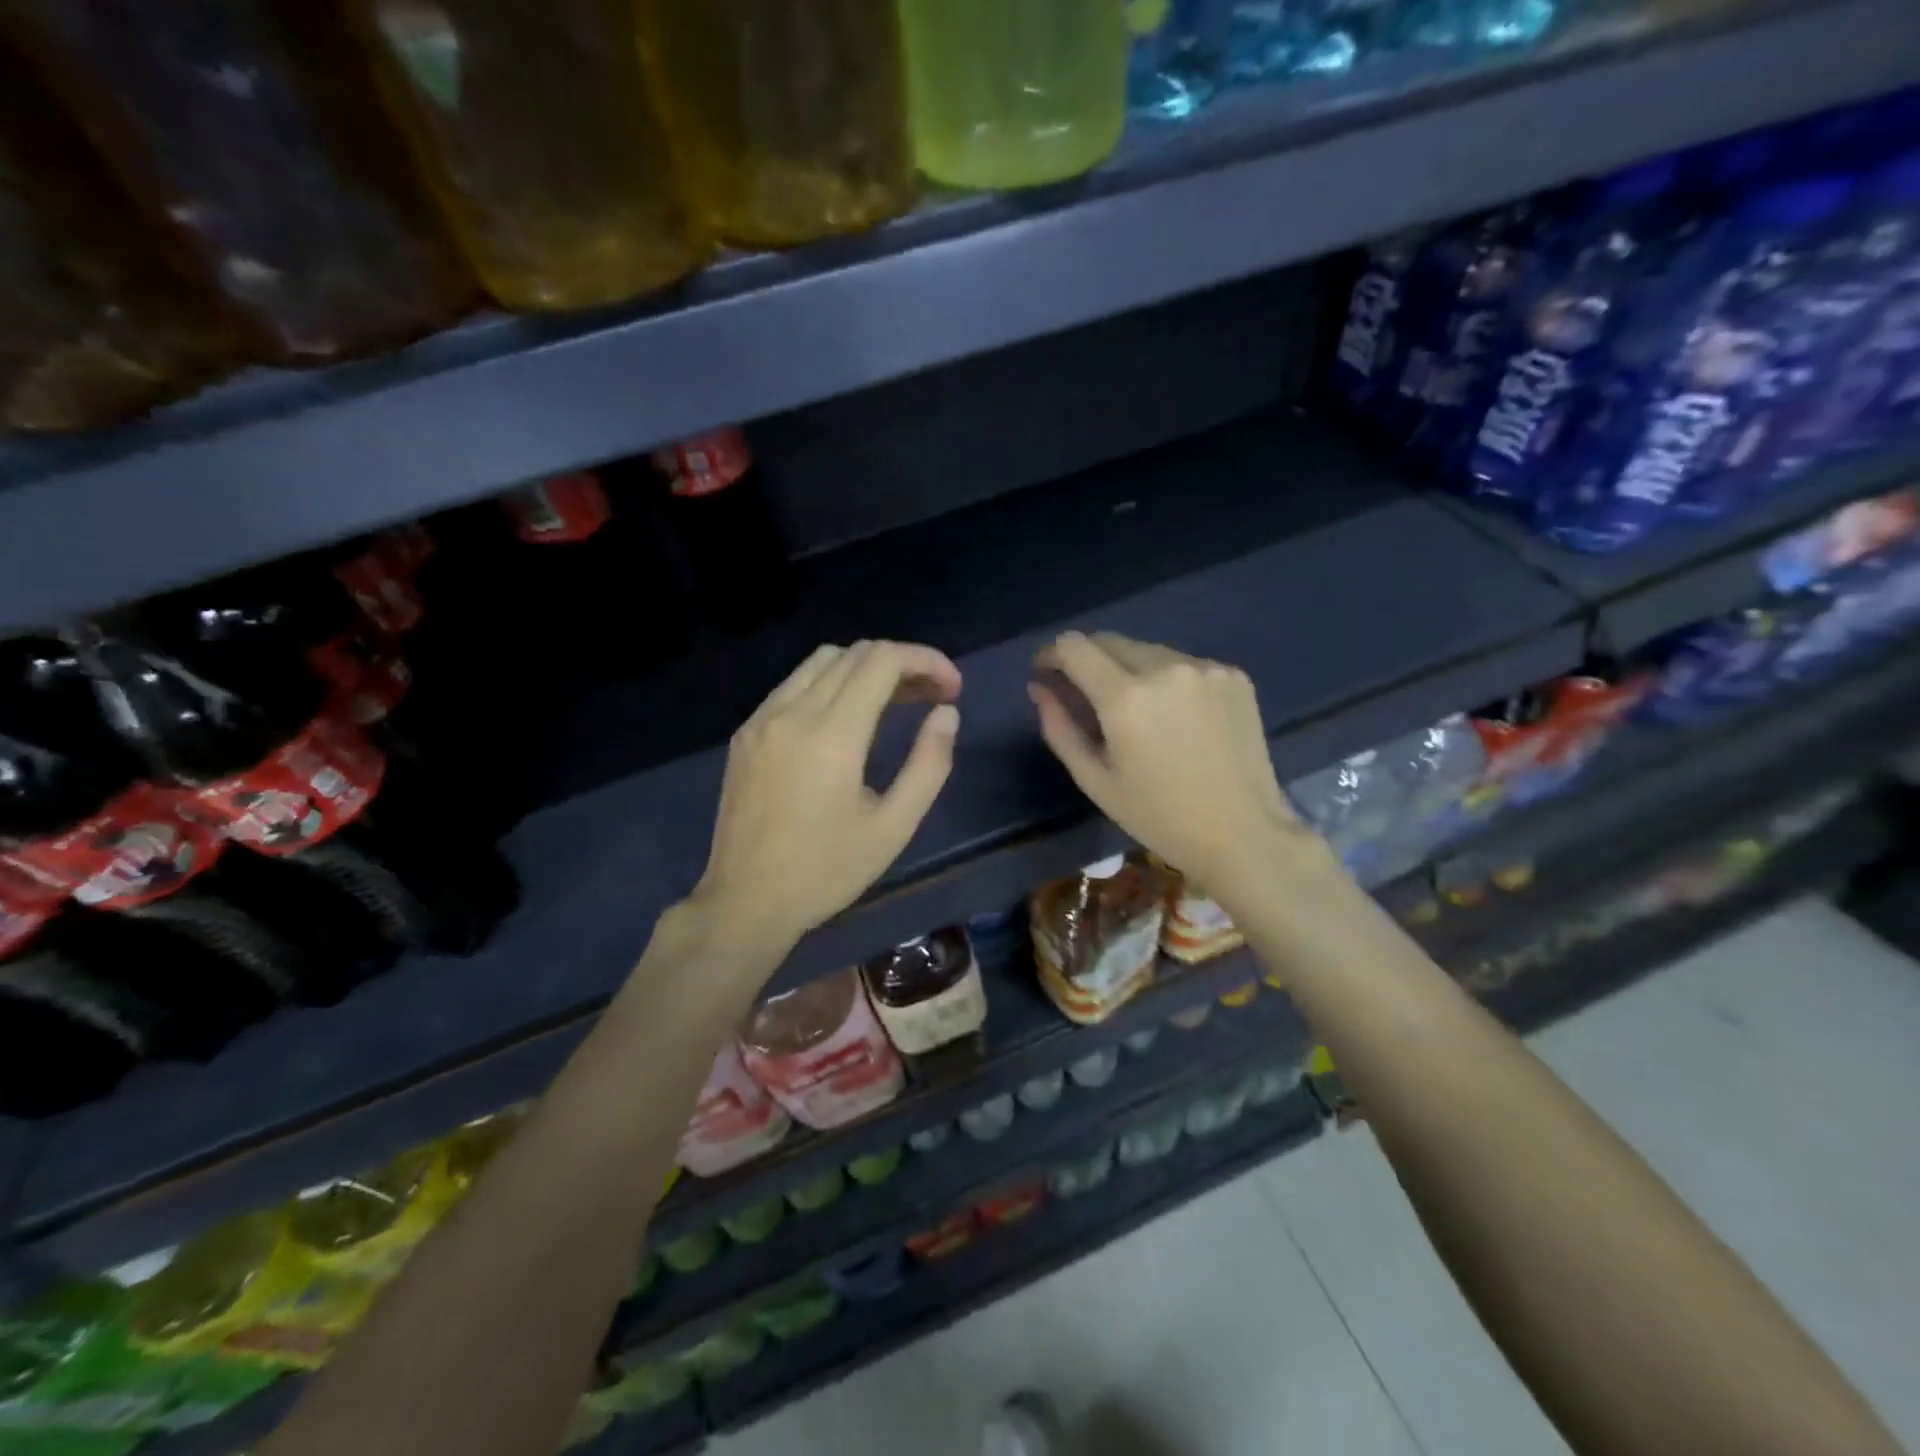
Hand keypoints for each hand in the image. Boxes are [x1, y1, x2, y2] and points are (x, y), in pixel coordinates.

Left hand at [691, 641, 961, 954]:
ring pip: (821, 661)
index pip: (882, 660)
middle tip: (932, 698)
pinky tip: (847, 719)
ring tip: (895, 702)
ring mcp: (761, 719)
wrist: (746, 902)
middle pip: (855, 653)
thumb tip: (946, 714)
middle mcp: (792, 712)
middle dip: (902, 664)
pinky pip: (794, 685)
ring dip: (865, 669)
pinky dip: (831, 684)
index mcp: (831, 735)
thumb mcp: (894, 827)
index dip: (926, 661)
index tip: (952, 689)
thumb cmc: (827, 872)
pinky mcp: (745, 733)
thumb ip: (928, 764)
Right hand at [1030, 632, 1319, 906]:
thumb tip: (1039, 688)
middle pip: (1109, 640)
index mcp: (1126, 698)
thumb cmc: (1159, 817)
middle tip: (1085, 696)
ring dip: (1128, 670)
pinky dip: (1167, 680)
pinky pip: (1183, 664)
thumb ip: (1060, 727)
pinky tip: (1177, 718)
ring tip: (1136, 713)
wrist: (1244, 833)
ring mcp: (1204, 668)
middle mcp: (1165, 668)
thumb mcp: (1095, 781)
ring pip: (1147, 650)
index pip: (1074, 646)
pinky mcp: (1233, 674)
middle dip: (1087, 660)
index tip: (1047, 673)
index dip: (1052, 654)